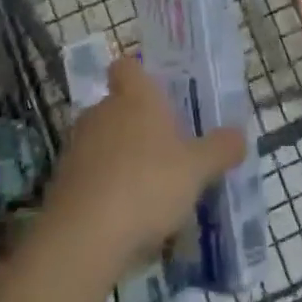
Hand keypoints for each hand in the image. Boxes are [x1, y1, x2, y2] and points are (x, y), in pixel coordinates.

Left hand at [42, 56, 245, 269]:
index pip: (127, 65)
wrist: (84, 236)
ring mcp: (77, 145)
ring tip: (146, 189)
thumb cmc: (147, 185)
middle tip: (165, 150)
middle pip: (118, 105)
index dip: (139, 75)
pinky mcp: (62, 181)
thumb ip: (220, 149)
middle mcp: (102, 111)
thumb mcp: (197, 169)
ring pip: (103, 140)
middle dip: (137, 124)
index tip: (158, 95)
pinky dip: (103, 187)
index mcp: (135, 96)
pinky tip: (123, 216)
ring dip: (120, 157)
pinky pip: (89, 174)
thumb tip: (239, 135)